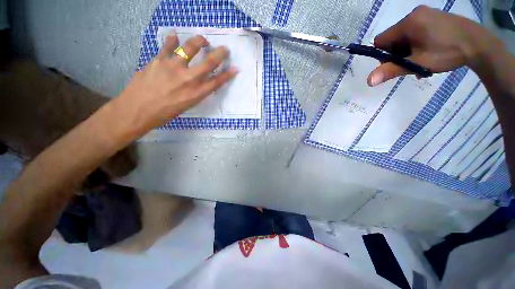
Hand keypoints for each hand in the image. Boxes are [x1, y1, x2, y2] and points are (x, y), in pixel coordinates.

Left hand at [111, 32, 237, 138]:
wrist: (137, 110)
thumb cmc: (165, 113)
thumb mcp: (187, 106)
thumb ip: (196, 93)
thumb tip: (201, 83)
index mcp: (196, 94)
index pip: (217, 82)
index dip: (228, 75)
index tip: (235, 68)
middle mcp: (188, 79)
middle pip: (209, 63)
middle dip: (220, 54)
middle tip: (224, 49)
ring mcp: (173, 67)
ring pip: (190, 48)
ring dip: (199, 41)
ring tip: (202, 40)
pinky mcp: (158, 60)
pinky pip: (167, 46)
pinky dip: (172, 40)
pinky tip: (175, 36)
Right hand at [367, 5, 499, 85]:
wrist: (479, 44)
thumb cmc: (448, 52)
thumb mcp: (418, 63)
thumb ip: (392, 70)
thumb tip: (368, 81)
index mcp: (408, 23)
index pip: (381, 40)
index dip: (383, 54)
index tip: (396, 63)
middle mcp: (414, 14)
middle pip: (393, 38)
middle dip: (397, 53)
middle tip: (411, 63)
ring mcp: (425, 14)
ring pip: (404, 36)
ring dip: (408, 50)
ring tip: (422, 59)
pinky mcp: (433, 16)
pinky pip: (416, 31)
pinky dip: (417, 43)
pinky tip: (428, 51)